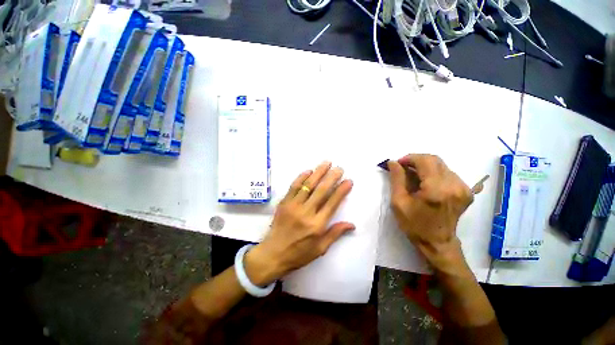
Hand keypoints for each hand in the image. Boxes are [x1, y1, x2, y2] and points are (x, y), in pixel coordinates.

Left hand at [244, 162, 354, 285]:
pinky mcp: (284, 203)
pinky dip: (301, 177)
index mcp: (317, 225)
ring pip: (308, 185)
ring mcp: (293, 206)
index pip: (332, 203)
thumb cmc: (299, 253)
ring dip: (318, 173)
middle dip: (332, 177)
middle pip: (321, 190)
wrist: (273, 254)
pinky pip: (293, 187)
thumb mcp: (320, 249)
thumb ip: (335, 234)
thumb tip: (352, 224)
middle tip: (339, 168)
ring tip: (326, 163)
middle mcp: (306, 212)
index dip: (341, 190)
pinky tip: (309, 171)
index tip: (348, 181)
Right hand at [387, 154, 472, 273]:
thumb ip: (396, 179)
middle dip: (416, 160)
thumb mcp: (399, 202)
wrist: (437, 243)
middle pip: (435, 160)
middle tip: (403, 168)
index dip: (409, 158)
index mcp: (436, 189)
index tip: (398, 164)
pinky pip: (448, 173)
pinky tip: (426, 182)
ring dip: (425, 166)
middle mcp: (454, 185)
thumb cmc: (414, 224)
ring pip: (442, 165)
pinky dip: (434, 173)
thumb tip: (393, 162)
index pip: (425, 161)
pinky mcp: (466, 191)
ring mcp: (463, 188)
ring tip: (413, 176)